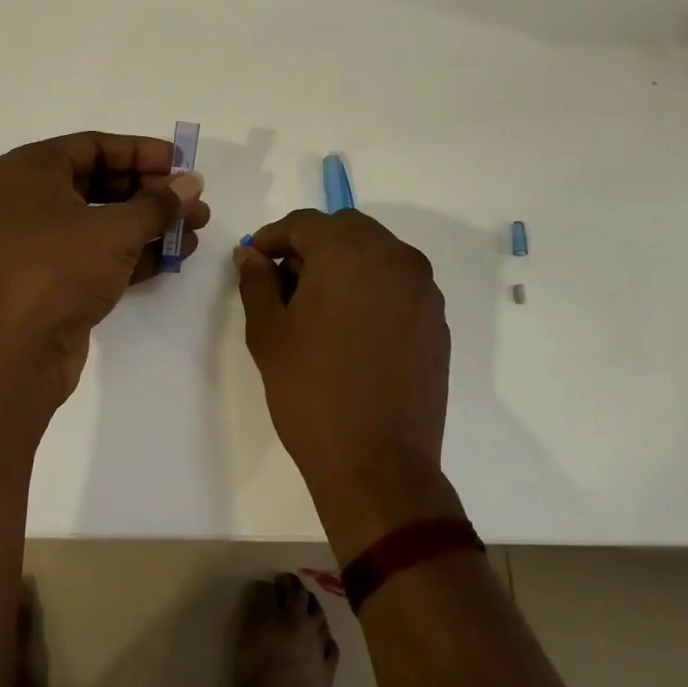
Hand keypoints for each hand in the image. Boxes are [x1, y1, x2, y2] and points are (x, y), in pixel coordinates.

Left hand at [0, 132, 209, 410]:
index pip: (94, 146)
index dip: (142, 152)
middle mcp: (29, 199)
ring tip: (196, 226)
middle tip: (194, 199)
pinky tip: (176, 254)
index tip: (182, 161)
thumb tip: (191, 183)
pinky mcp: (53, 277)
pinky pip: (99, 252)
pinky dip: (135, 251)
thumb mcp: (115, 230)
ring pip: (103, 220)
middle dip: (151, 191)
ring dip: (150, 223)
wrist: (17, 353)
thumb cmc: (59, 270)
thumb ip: (158, 204)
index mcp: (30, 171)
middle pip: (100, 182)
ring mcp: (40, 241)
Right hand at [234, 209, 459, 557]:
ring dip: (343, 263)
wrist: (377, 463)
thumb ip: (257, 282)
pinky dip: (371, 287)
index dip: (273, 237)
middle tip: (284, 281)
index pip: (305, 223)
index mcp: (349, 254)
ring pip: (376, 253)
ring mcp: (423, 289)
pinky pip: (398, 283)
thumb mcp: (269, 333)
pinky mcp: (436, 320)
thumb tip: (251, 256)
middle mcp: (394, 258)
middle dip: (311, 245)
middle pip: (345, 230)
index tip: (253, 259)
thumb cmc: (310, 392)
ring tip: (316, 305)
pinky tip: (351, 326)